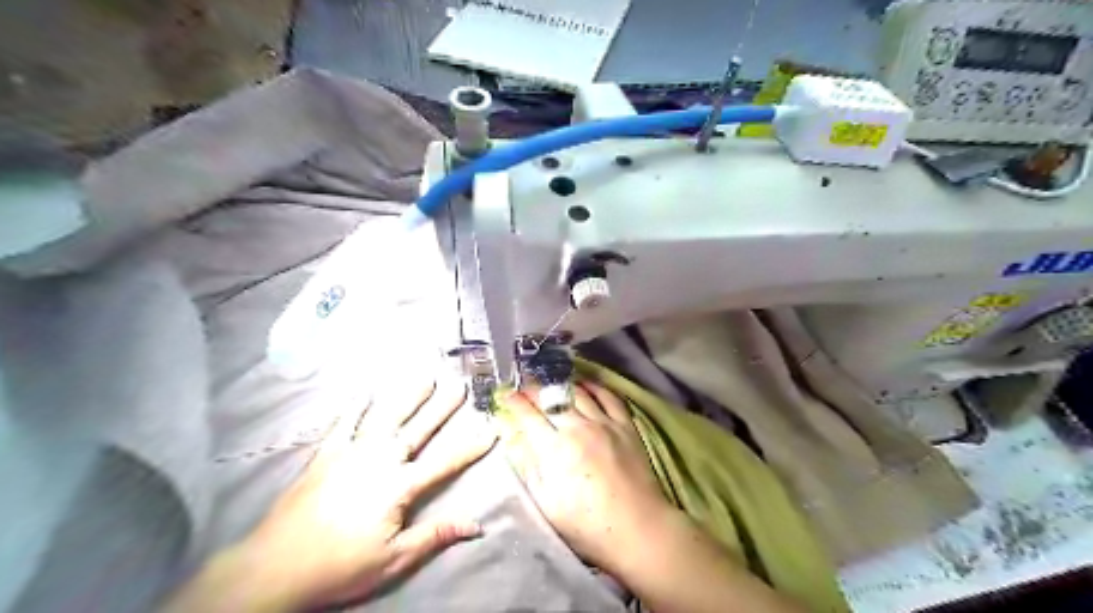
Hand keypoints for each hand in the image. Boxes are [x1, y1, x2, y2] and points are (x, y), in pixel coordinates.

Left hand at [165, 380, 496, 609]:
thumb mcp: (394, 559)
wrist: (274, 567)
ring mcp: (350, 453)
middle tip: (459, 385)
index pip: (444, 463)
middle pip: (418, 429)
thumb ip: (435, 535)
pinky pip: (344, 423)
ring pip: (386, 417)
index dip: (470, 447)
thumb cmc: (339, 566)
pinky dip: (356, 405)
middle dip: (442, 407)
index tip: (490, 429)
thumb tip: (477, 525)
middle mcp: (379, 461)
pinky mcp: (325, 454)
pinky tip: (365, 390)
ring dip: (407, 396)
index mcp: (399, 487)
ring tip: (424, 376)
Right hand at [495, 383, 674, 575]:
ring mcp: (604, 423)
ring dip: (559, 385)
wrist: (638, 528)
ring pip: (577, 392)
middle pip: (550, 397)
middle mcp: (578, 427)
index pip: (528, 414)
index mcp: (555, 448)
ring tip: (549, 383)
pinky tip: (584, 385)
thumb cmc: (586, 524)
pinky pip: (608, 396)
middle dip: (532, 389)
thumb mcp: (545, 501)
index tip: (504, 394)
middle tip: (523, 387)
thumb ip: (526, 464)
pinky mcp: (625, 426)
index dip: (513, 401)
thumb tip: (510, 435)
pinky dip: (594, 386)